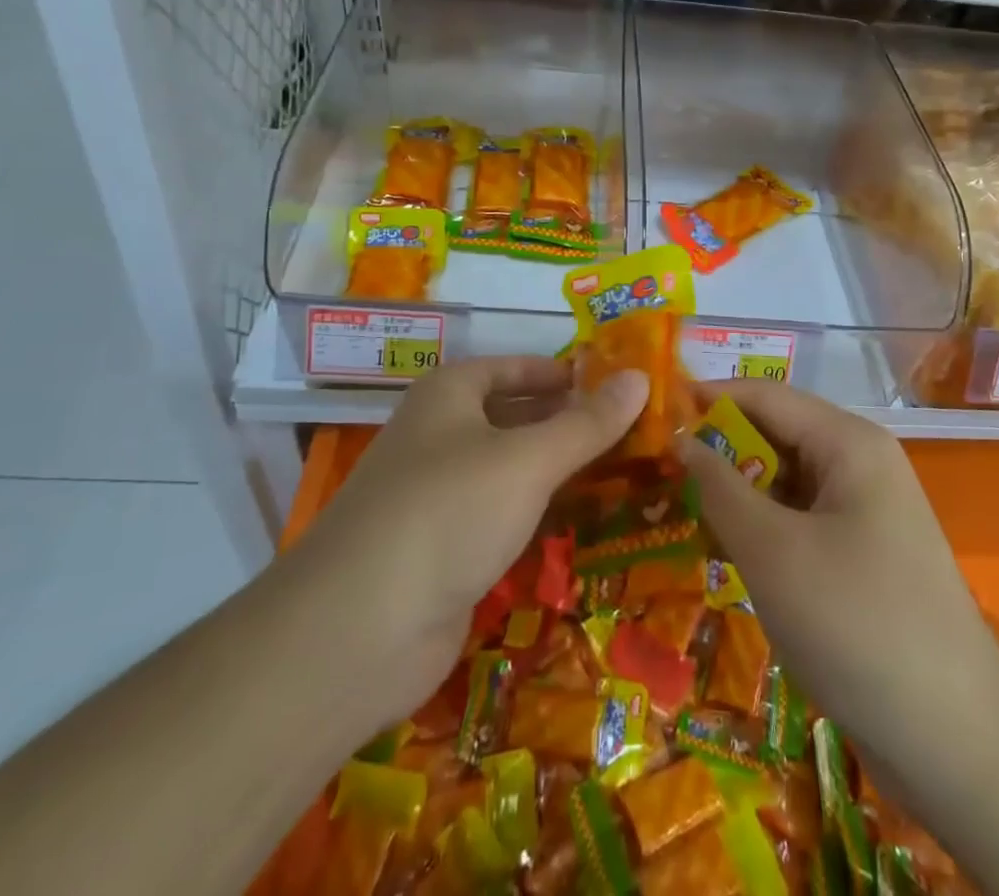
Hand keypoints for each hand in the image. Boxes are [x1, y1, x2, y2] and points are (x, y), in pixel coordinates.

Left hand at [297, 356, 646, 727]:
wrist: (357, 632)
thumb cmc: (447, 512)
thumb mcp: (528, 460)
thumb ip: (588, 423)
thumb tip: (641, 377)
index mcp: (450, 394)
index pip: (517, 367)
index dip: (566, 373)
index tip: (619, 385)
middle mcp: (440, 435)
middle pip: (516, 416)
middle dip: (569, 423)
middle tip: (637, 431)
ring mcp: (439, 495)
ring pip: (511, 470)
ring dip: (559, 471)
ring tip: (626, 472)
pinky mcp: (444, 550)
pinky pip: (502, 516)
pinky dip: (539, 514)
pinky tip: (582, 522)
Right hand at [678, 381, 998, 781]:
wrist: (956, 742)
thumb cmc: (855, 624)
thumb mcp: (771, 550)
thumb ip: (718, 486)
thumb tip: (680, 439)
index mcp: (848, 442)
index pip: (764, 396)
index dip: (707, 399)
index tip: (652, 418)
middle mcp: (860, 464)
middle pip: (775, 437)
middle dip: (718, 453)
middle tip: (656, 475)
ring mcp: (866, 511)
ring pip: (785, 483)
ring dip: (736, 496)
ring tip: (678, 515)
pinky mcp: (863, 555)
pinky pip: (801, 521)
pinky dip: (762, 530)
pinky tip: (724, 555)